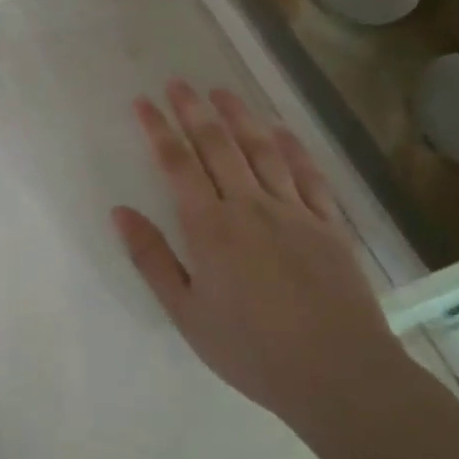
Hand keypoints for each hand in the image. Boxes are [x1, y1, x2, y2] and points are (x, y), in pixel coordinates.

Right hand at [111, 80, 408, 426]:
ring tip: (221, 91)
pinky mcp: (328, 224)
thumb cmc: (251, 349)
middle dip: (193, 110)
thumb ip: (152, 258)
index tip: (143, 102)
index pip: (177, 164)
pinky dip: (291, 147)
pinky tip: (280, 130)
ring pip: (261, 150)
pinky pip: (307, 174)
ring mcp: (293, 211)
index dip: (158, 129)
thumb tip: (120, 211)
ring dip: (239, 116)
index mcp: (210, 227)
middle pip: (217, 145)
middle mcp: (249, 206)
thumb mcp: (186, 313)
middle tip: (177, 83)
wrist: (338, 375)